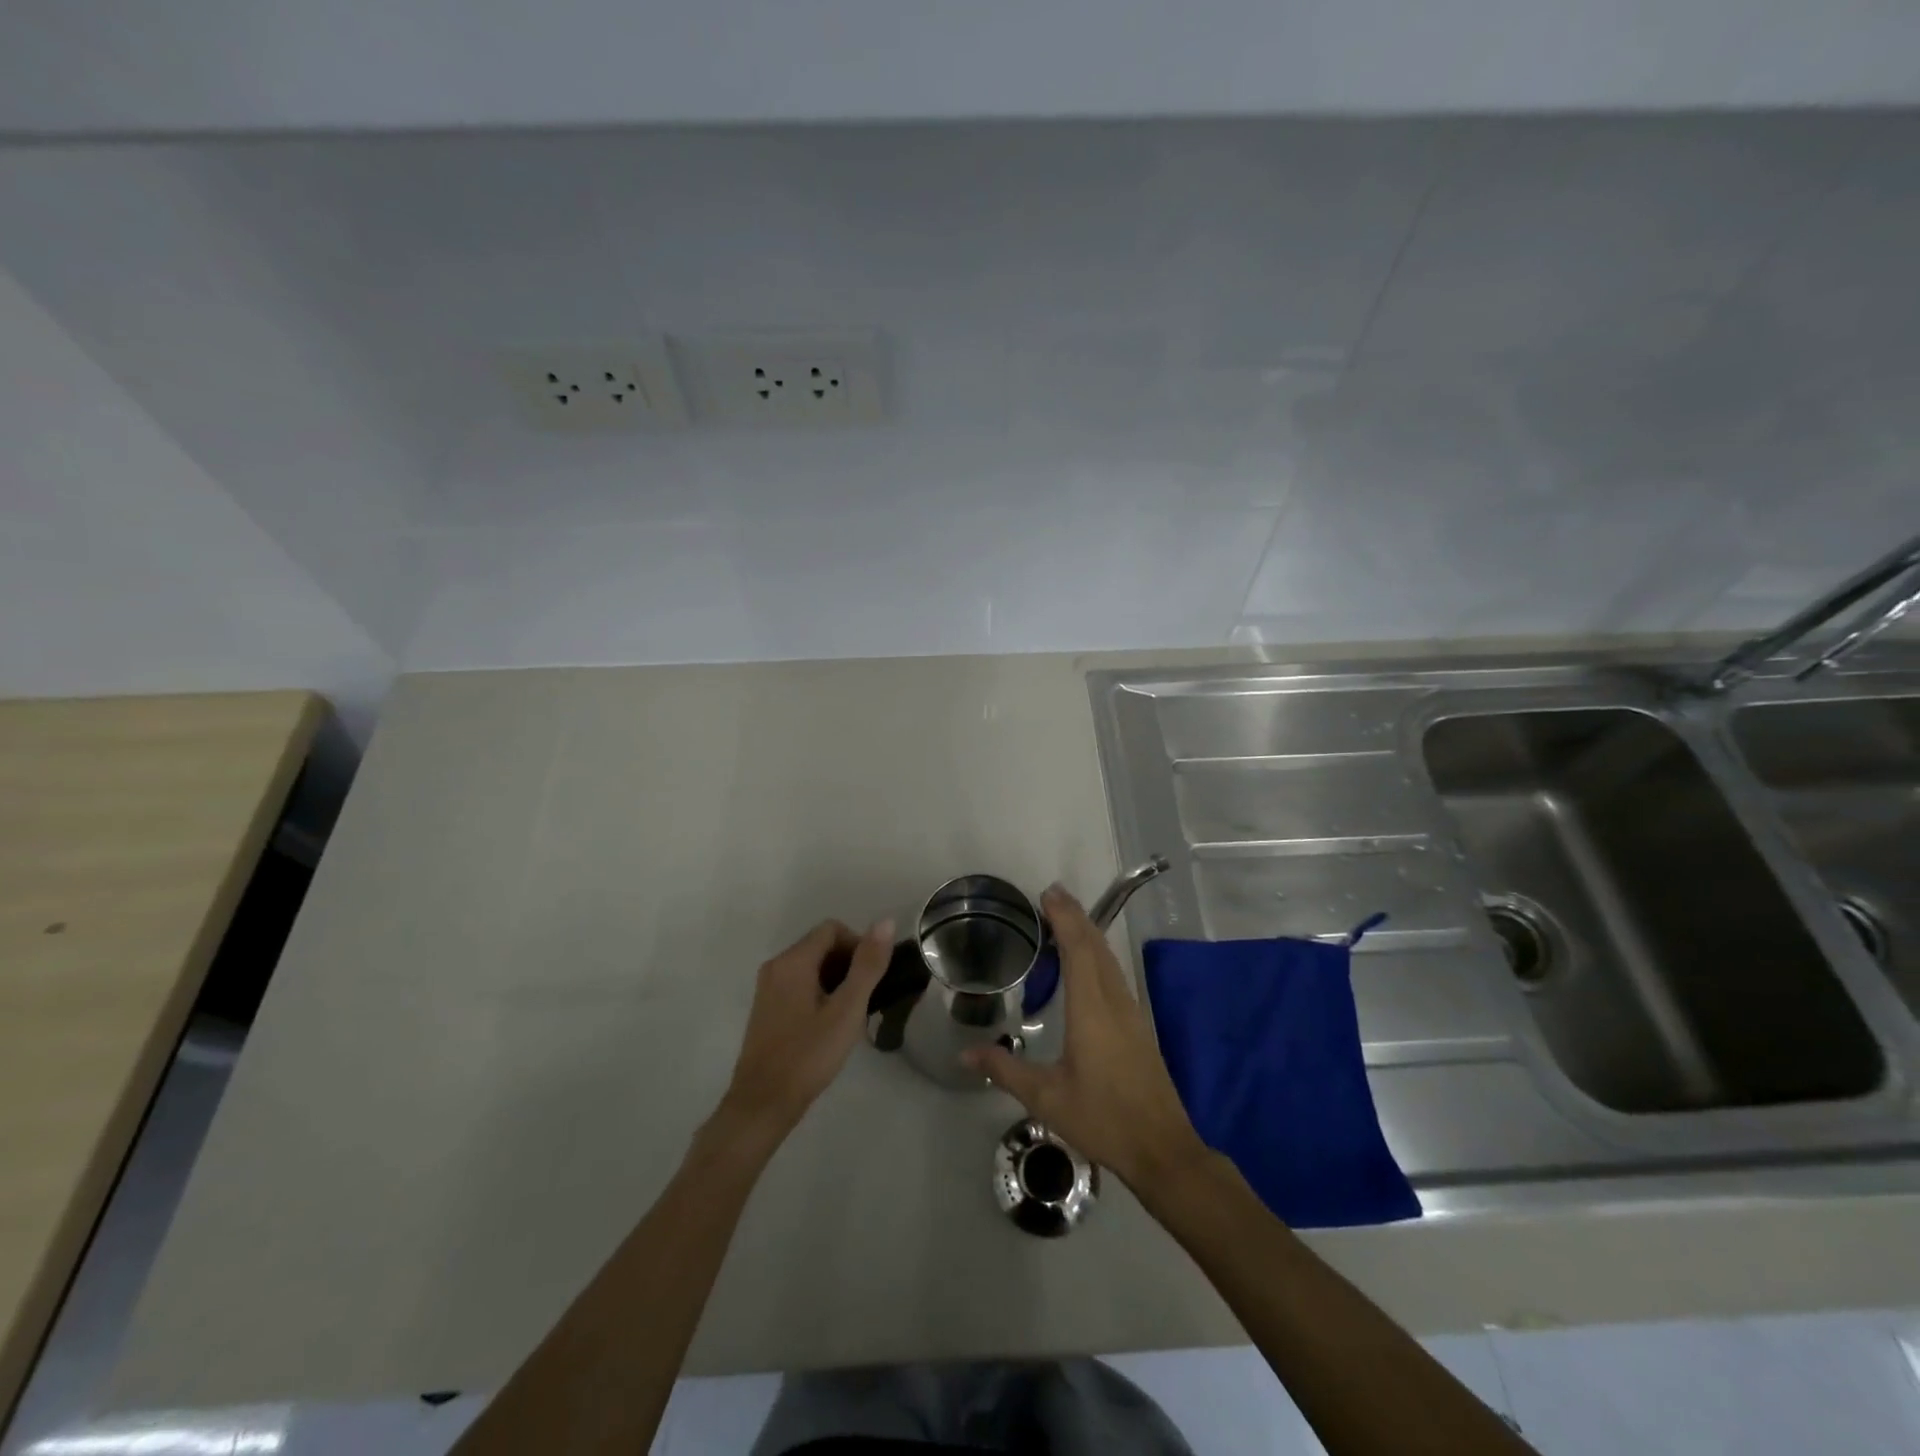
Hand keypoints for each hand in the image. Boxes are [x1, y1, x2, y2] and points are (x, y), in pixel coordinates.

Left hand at [713, 918, 893, 1152]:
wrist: (763, 1103)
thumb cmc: (808, 1054)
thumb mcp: (847, 1010)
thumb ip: (867, 965)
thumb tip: (886, 922)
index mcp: (793, 961)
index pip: (832, 929)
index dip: (858, 944)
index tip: (873, 976)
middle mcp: (776, 966)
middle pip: (820, 945)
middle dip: (848, 962)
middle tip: (867, 997)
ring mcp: (768, 988)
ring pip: (810, 966)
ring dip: (836, 979)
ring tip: (852, 1013)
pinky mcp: (767, 1008)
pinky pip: (799, 984)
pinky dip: (819, 992)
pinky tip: (831, 1024)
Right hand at [964, 886, 1208, 1190]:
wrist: (1162, 1148)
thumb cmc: (1102, 1118)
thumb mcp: (1046, 1098)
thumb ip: (1004, 1070)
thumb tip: (964, 1053)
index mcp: (1092, 1010)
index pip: (1079, 949)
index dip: (1064, 918)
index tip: (1048, 894)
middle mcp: (1114, 1001)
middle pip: (1097, 945)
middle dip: (1076, 915)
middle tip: (1052, 895)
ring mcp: (1131, 1012)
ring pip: (1109, 958)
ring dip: (1088, 932)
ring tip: (1066, 918)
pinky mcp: (1138, 1025)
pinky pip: (1114, 974)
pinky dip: (1097, 954)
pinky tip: (1087, 962)